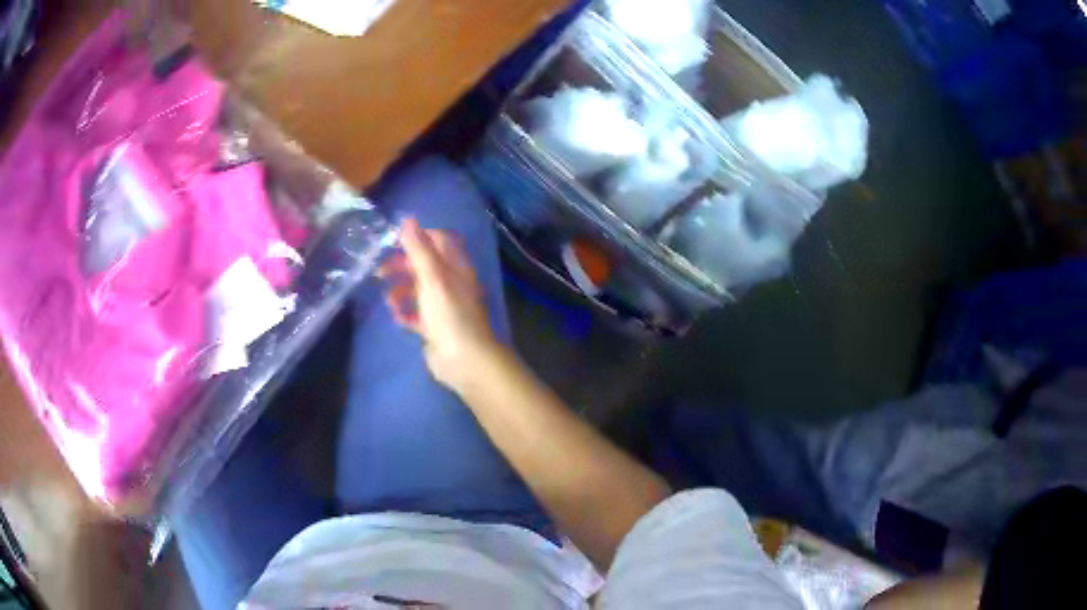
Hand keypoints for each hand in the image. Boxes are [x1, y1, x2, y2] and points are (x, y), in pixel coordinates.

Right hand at [380, 218, 501, 391]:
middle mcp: (452, 284)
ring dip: (401, 291)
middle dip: (402, 266)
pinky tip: (397, 317)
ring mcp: (444, 307)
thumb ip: (419, 249)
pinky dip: (406, 313)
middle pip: (425, 266)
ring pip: (419, 291)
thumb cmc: (449, 314)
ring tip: (388, 299)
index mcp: (457, 268)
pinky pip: (417, 315)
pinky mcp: (436, 328)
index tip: (396, 241)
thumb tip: (407, 220)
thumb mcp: (432, 277)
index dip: (420, 237)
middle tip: (380, 271)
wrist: (464, 360)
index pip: (441, 241)